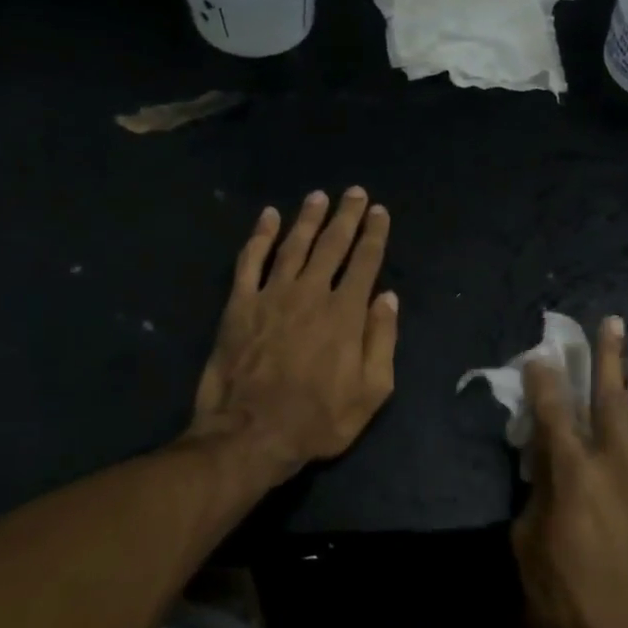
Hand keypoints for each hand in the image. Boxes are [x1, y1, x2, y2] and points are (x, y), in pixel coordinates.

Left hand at [190, 188, 398, 484]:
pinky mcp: (240, 305)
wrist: (250, 434)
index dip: (374, 234)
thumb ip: (382, 340)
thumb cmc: (318, 419)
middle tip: (354, 192)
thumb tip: (388, 298)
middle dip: (346, 216)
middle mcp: (311, 294)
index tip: (379, 212)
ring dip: (308, 218)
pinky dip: (259, 236)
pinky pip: (250, 261)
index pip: (365, 262)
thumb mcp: (371, 392)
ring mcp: (272, 296)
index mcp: (345, 314)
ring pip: (294, 245)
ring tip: (318, 197)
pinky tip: (267, 217)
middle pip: (332, 245)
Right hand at [511, 316, 627, 627]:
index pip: (553, 413)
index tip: (541, 353)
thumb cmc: (564, 597)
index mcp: (570, 474)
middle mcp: (613, 464)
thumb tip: (544, 461)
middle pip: (609, 398)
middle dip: (608, 357)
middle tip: (612, 322)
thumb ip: (537, 492)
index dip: (545, 380)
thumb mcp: (528, 543)